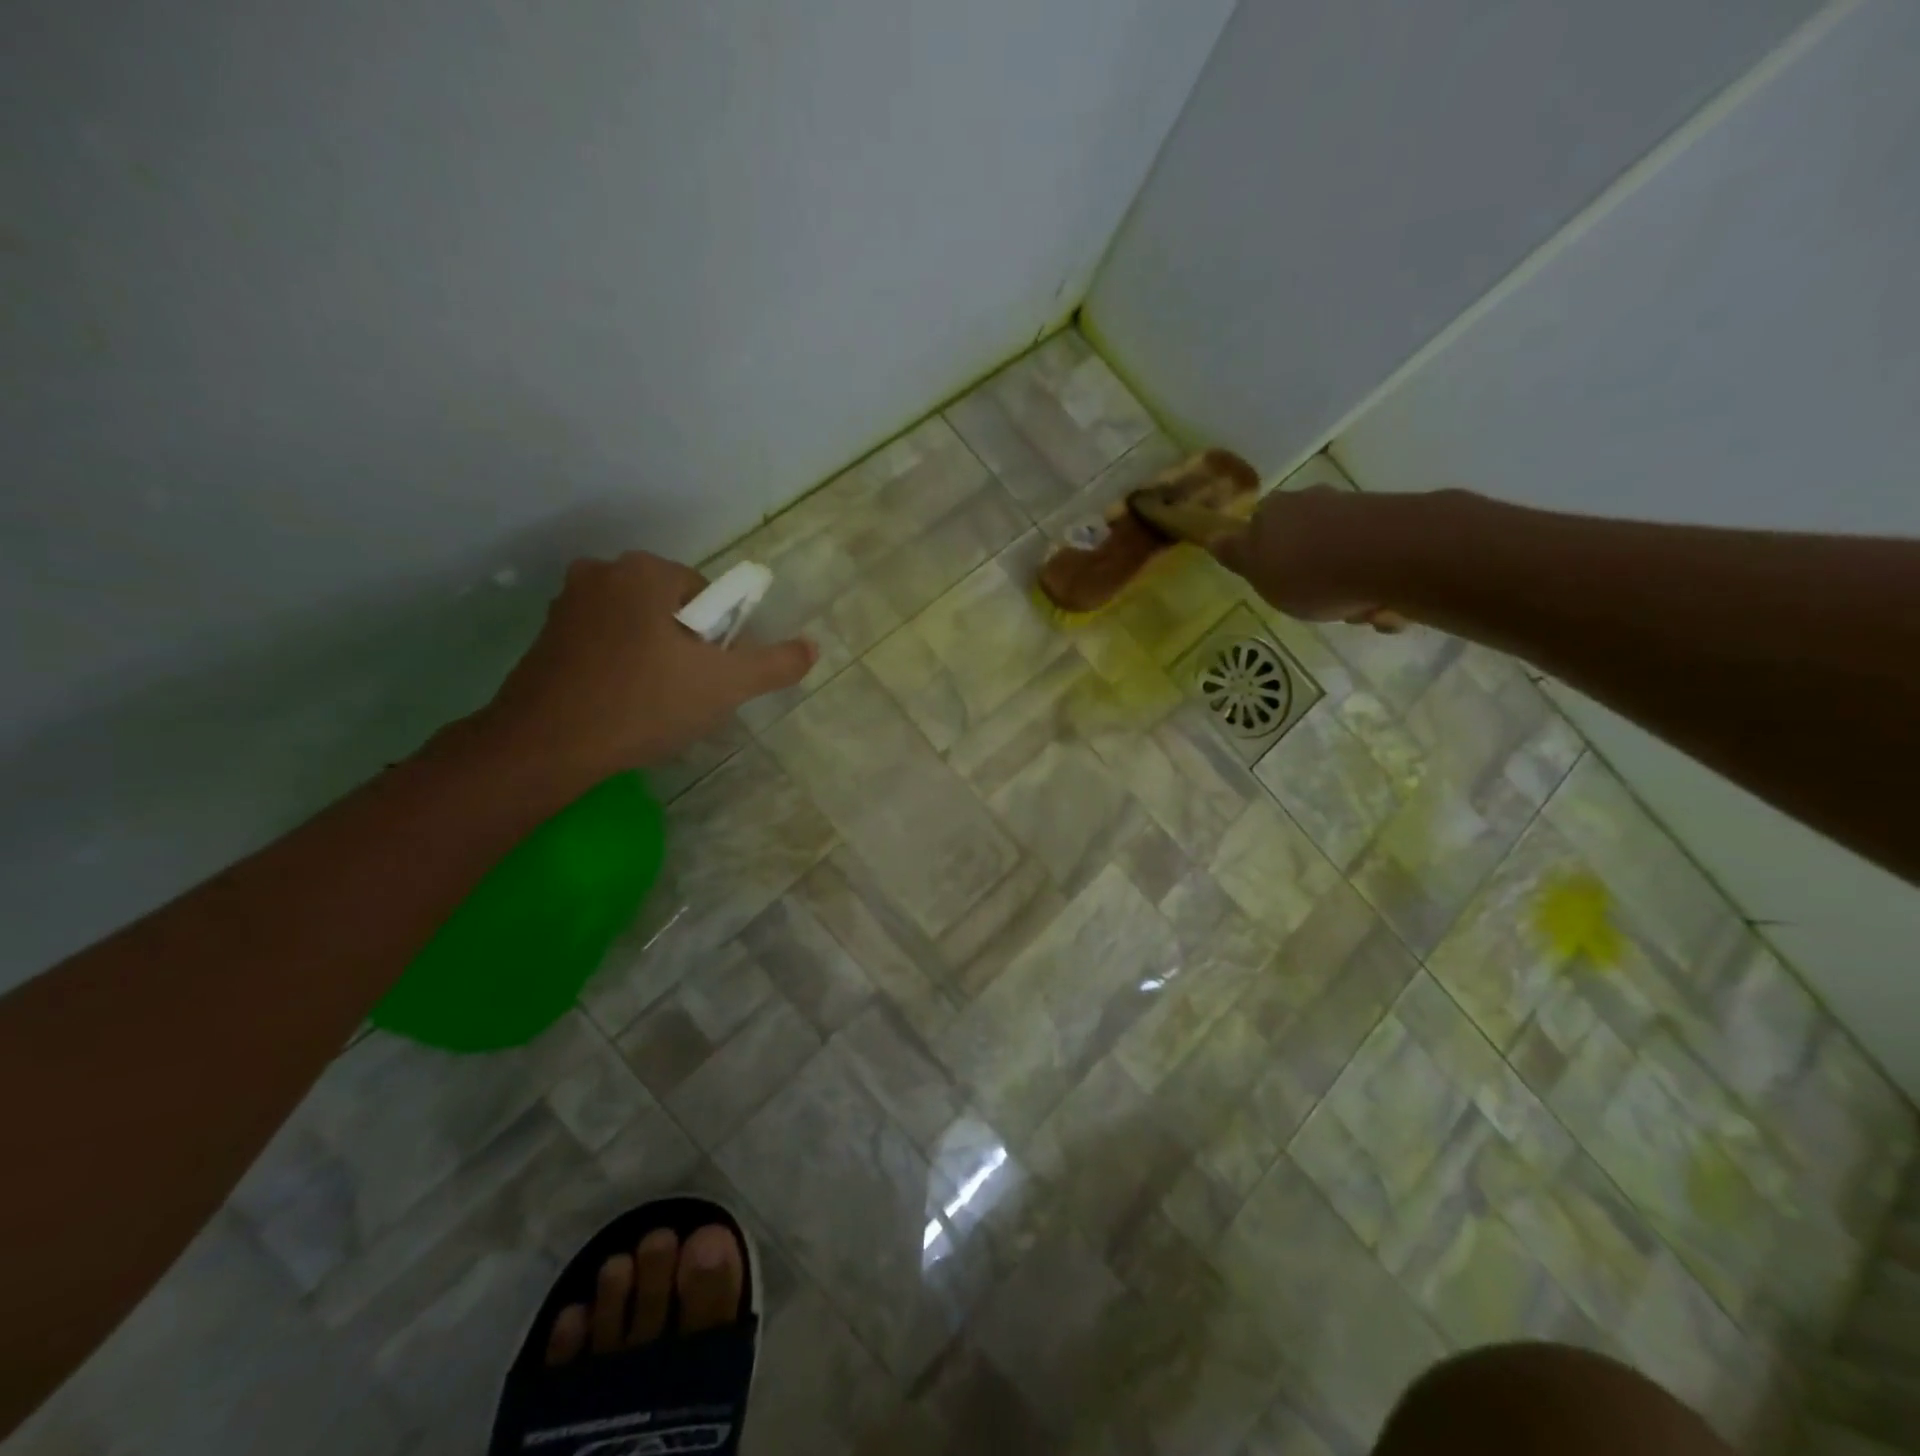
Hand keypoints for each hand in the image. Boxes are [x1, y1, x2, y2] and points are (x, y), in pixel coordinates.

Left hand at [481, 552, 814, 786]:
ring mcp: (566, 604)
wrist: (546, 746)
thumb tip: (813, 647)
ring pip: (636, 625)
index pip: (706, 594)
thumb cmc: (643, 703)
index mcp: (644, 571)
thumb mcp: (724, 686)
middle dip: (685, 645)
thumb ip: (774, 664)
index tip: (710, 674)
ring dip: (653, 655)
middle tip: (686, 690)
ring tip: (653, 702)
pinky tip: (621, 704)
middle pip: (671, 607)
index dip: (718, 636)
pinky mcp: (546, 637)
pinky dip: (620, 665)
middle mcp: (601, 572)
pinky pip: (604, 642)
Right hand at [1211, 485, 1430, 628]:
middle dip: (1312, 574)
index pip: (1259, 529)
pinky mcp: (1397, 524)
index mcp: (1273, 511)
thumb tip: (1211, 536)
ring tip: (1359, 612)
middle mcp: (1314, 501)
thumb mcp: (1257, 572)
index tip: (1275, 583)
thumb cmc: (1309, 572)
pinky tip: (1385, 606)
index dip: (1266, 557)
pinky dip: (1378, 587)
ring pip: (1343, 556)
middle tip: (1317, 604)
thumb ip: (1235, 554)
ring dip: (1348, 588)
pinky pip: (1379, 564)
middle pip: (1304, 541)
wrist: (1393, 557)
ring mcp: (1357, 509)